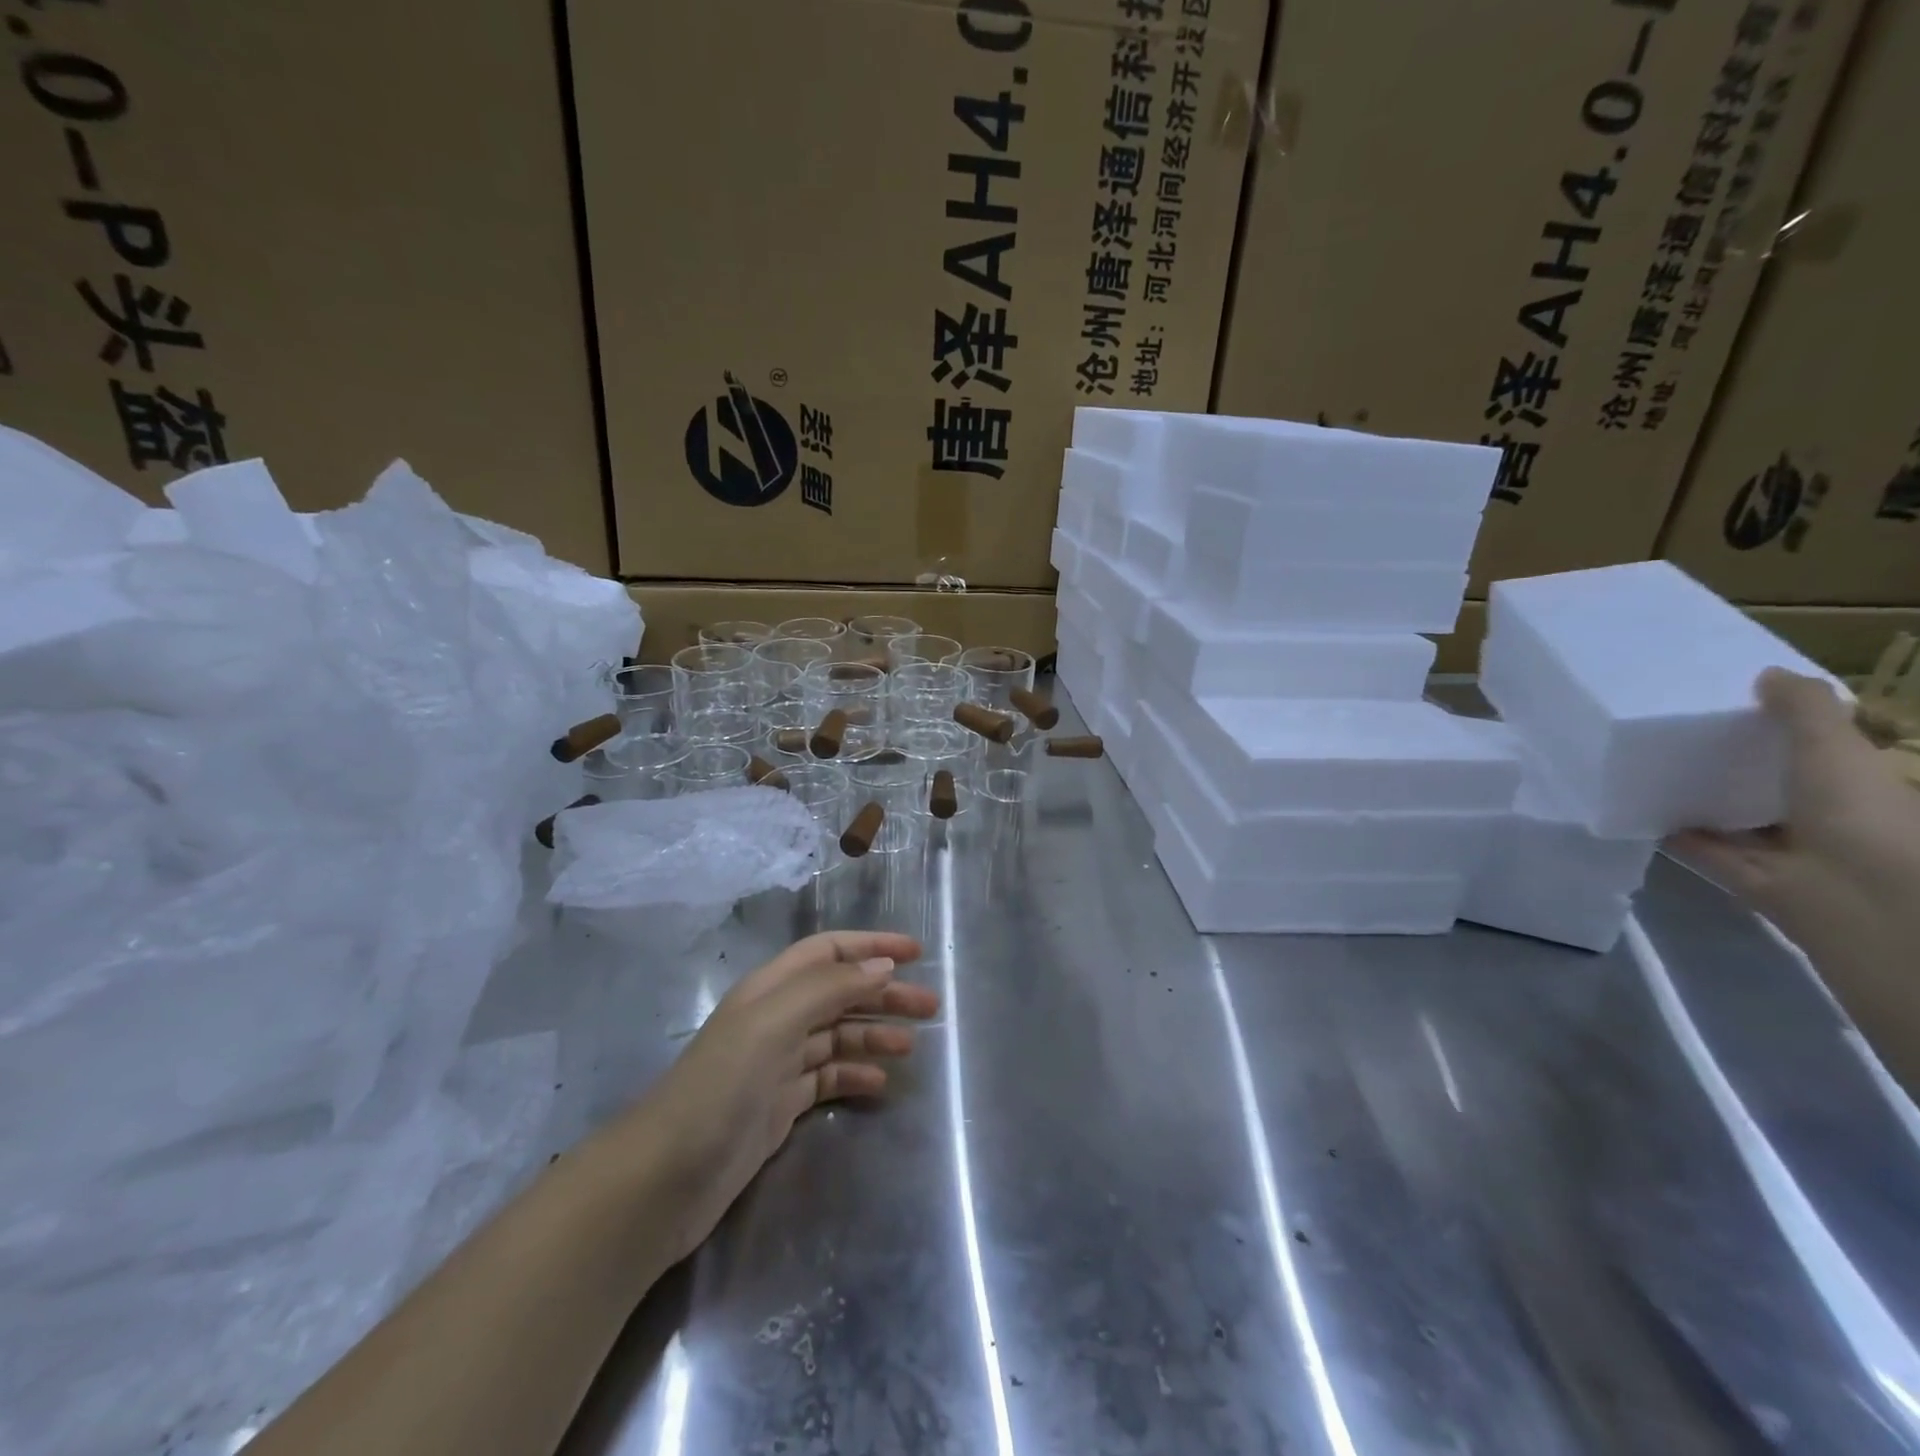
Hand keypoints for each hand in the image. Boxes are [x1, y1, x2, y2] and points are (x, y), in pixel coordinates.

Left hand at [613, 930, 936, 1265]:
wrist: (665, 1177)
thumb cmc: (720, 1086)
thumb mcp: (773, 1022)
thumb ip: (829, 988)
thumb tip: (883, 966)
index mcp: (771, 989)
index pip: (829, 952)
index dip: (871, 946)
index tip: (918, 953)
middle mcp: (776, 1018)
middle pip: (840, 993)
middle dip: (885, 995)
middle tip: (931, 1008)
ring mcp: (777, 1064)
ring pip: (838, 1036)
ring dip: (874, 1034)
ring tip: (912, 1047)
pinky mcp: (780, 1106)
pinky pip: (828, 1078)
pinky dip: (855, 1075)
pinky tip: (879, 1085)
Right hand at [1667, 669, 1919, 951]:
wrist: (1853, 896)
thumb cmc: (1857, 814)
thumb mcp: (1834, 748)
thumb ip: (1803, 709)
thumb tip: (1766, 674)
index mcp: (1854, 787)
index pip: (1817, 753)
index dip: (1782, 729)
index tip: (1734, 705)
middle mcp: (1820, 819)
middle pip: (1768, 786)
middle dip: (1731, 764)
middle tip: (1678, 733)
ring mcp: (1779, 851)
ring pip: (1731, 818)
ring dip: (1696, 799)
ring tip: (1649, 768)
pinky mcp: (1738, 874)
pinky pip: (1697, 848)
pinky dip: (1669, 832)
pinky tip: (1636, 809)